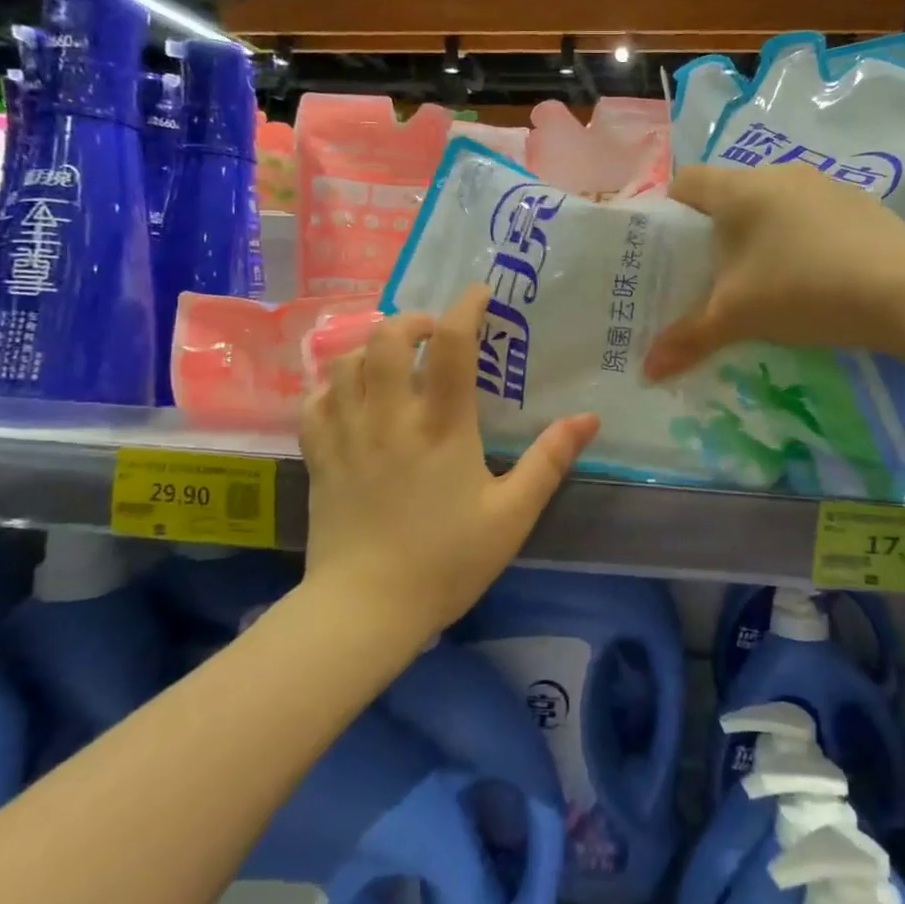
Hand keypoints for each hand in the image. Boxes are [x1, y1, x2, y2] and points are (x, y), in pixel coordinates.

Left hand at [301, 286, 599, 633]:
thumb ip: (550, 461)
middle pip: (385, 337)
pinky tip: (351, 396)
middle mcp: (389, 417)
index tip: (479, 294)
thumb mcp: (512, 515)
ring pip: (345, 361)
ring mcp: (348, 434)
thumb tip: (589, 418)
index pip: (450, 345)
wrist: (365, 609)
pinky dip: (333, 385)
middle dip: (411, 320)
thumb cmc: (445, 561)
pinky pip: (315, 400)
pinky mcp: (320, 455)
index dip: (465, 308)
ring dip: (370, 347)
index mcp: (440, 426)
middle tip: (432, 334)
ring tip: (392, 361)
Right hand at [644, 163, 904, 379]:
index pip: (685, 182)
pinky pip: (809, 216)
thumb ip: (688, 338)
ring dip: (758, 236)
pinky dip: (797, 239)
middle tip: (706, 276)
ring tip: (757, 281)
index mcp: (740, 189)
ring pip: (771, 206)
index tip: (664, 252)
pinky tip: (809, 278)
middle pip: (728, 196)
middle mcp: (779, 174)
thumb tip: (647, 369)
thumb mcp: (738, 318)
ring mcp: (824, 185)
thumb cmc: (804, 290)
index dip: (667, 213)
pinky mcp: (858, 204)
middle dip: (712, 233)